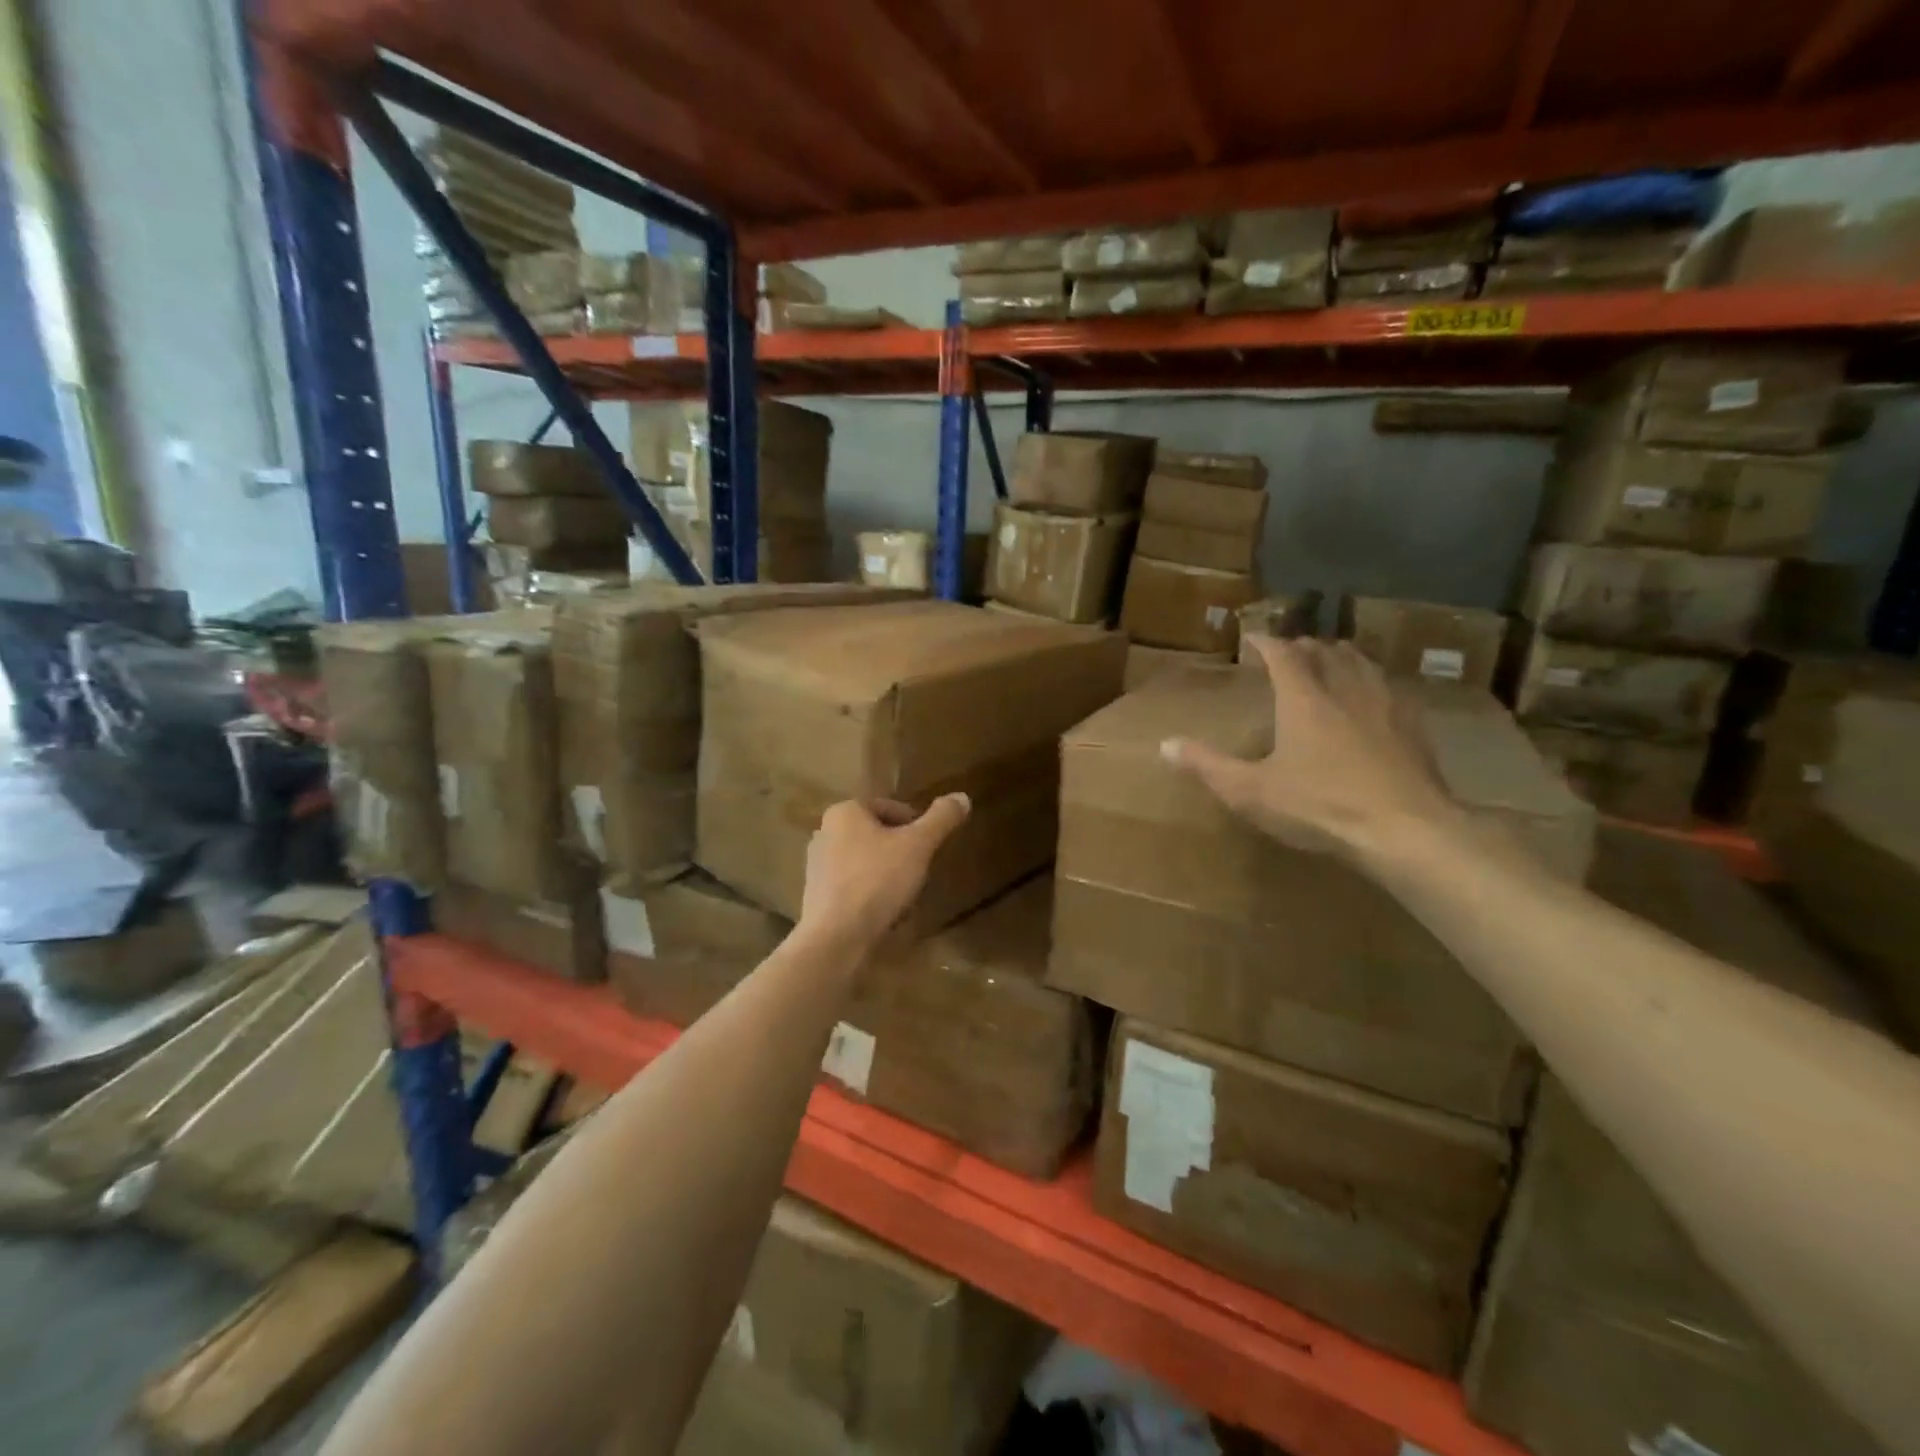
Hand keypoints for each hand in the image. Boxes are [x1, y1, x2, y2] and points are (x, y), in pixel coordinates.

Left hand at [798, 794, 971, 958]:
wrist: (836, 937)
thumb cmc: (877, 881)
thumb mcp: (918, 845)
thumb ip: (941, 819)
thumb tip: (962, 797)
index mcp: (845, 811)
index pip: (890, 807)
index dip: (916, 825)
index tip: (930, 846)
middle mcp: (824, 832)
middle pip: (876, 834)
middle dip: (900, 850)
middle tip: (920, 870)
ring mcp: (816, 866)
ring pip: (864, 861)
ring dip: (886, 873)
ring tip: (905, 894)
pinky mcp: (816, 895)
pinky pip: (852, 885)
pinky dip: (870, 893)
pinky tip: (885, 912)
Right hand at [1162, 637, 1458, 861]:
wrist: (1405, 830)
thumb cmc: (1320, 806)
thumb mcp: (1251, 791)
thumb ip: (1207, 765)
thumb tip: (1165, 745)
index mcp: (1304, 699)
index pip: (1283, 654)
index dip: (1266, 642)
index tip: (1252, 638)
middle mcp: (1345, 690)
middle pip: (1325, 651)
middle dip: (1303, 646)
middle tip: (1289, 652)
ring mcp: (1386, 705)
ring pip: (1361, 663)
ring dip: (1341, 656)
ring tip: (1331, 662)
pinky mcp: (1414, 727)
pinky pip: (1390, 687)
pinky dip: (1372, 681)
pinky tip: (1374, 699)